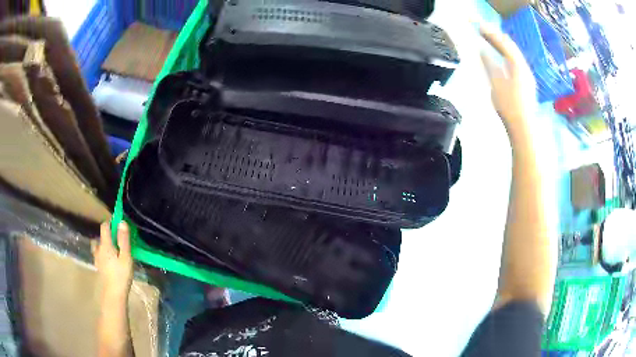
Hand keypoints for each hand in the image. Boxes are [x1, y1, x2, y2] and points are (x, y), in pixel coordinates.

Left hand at [94, 221, 133, 300]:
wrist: (114, 294)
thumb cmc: (121, 274)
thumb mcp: (126, 256)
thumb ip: (123, 239)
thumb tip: (122, 221)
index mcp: (105, 244)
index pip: (105, 226)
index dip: (111, 222)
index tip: (119, 224)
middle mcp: (99, 248)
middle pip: (101, 236)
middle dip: (108, 235)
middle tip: (118, 240)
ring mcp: (97, 258)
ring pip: (99, 246)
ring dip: (104, 244)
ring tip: (113, 250)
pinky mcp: (99, 267)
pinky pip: (99, 255)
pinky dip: (103, 254)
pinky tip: (110, 261)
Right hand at [479, 22, 536, 138]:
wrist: (523, 129)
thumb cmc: (509, 106)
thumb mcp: (496, 84)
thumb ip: (489, 64)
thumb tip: (482, 50)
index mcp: (518, 66)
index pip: (504, 44)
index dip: (491, 34)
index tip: (478, 27)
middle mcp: (525, 68)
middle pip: (512, 47)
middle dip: (497, 37)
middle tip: (483, 30)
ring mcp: (527, 77)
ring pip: (515, 55)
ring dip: (502, 46)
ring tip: (491, 40)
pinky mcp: (526, 85)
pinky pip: (516, 63)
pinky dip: (506, 56)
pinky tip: (501, 58)